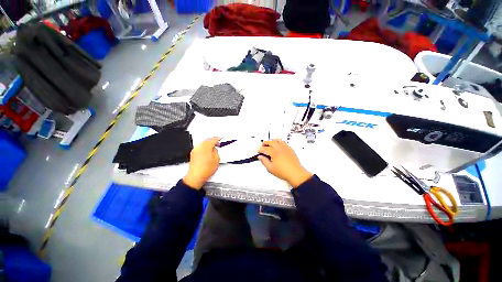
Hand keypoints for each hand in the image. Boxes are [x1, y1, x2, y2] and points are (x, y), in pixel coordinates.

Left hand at [183, 137, 220, 189]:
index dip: (218, 138)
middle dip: (213, 141)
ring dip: (208, 144)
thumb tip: (215, 149)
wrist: (196, 176)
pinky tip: (207, 151)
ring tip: (213, 148)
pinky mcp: (193, 154)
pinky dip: (204, 147)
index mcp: (206, 147)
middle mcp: (199, 147)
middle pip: (207, 140)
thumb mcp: (217, 160)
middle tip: (217, 143)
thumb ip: (216, 152)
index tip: (220, 138)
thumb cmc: (206, 169)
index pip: (213, 139)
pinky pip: (200, 147)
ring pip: (203, 143)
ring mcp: (195, 150)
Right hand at [258, 139, 312, 187]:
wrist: (295, 173)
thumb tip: (260, 157)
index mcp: (274, 153)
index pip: (264, 149)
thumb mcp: (270, 169)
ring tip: (269, 143)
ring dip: (272, 141)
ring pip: (277, 140)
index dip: (260, 149)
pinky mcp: (289, 149)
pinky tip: (278, 144)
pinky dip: (279, 141)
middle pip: (270, 142)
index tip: (258, 151)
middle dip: (265, 143)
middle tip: (262, 146)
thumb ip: (264, 161)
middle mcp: (279, 148)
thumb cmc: (284, 172)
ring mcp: (285, 148)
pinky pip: (283, 142)